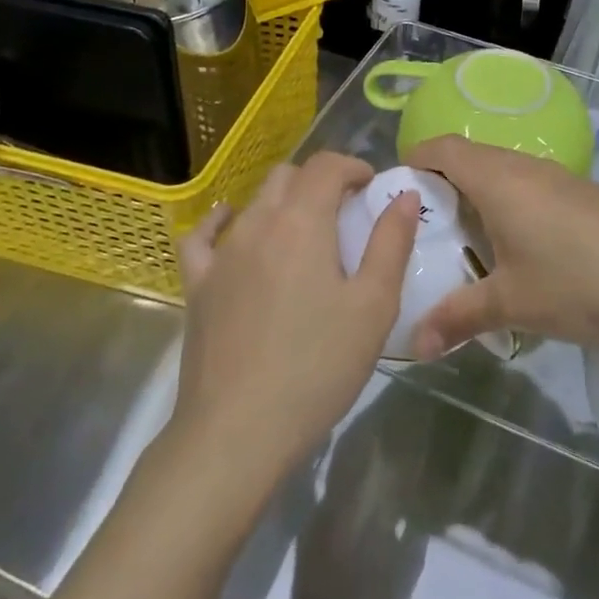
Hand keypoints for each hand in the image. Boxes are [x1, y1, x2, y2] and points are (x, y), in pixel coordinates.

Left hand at [173, 153, 417, 484]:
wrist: (236, 433)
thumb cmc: (316, 367)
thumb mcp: (373, 306)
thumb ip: (391, 242)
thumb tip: (402, 194)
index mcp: (302, 222)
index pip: (326, 166)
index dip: (354, 167)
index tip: (373, 189)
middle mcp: (257, 223)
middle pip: (289, 176)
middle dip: (321, 182)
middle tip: (347, 214)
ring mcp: (221, 253)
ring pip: (254, 202)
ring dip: (284, 202)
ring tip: (307, 234)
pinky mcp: (197, 285)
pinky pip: (203, 236)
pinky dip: (222, 221)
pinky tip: (232, 226)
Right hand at [405, 135, 598, 360]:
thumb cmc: (581, 284)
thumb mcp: (514, 304)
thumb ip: (458, 318)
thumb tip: (413, 345)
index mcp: (498, 179)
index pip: (443, 147)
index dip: (414, 159)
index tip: (396, 193)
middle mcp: (525, 166)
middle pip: (470, 157)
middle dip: (441, 185)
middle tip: (423, 230)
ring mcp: (559, 178)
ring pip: (502, 172)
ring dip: (477, 196)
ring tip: (464, 244)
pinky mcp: (583, 194)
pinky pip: (530, 186)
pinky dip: (509, 205)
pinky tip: (516, 250)